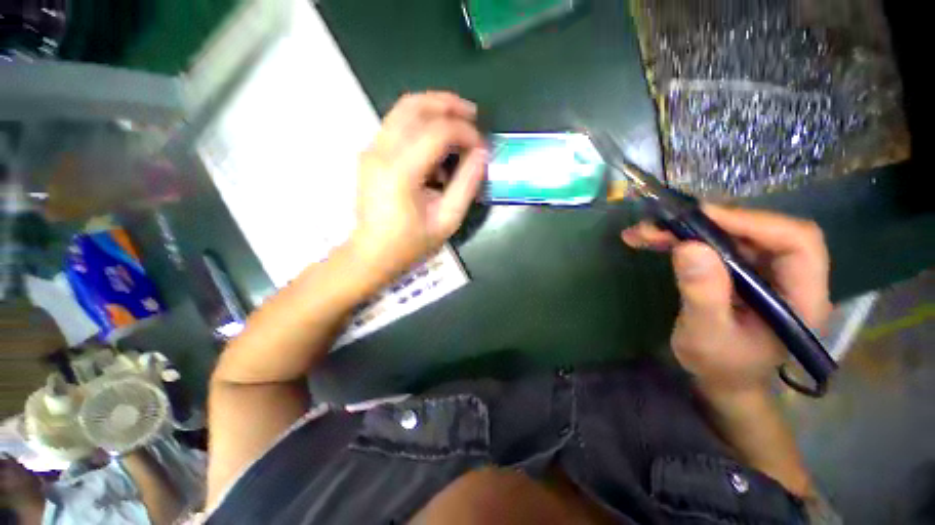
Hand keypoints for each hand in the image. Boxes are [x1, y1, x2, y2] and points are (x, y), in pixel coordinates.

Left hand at [349, 92, 487, 278]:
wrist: (372, 253)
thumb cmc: (411, 243)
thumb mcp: (447, 220)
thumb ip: (467, 184)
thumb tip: (482, 153)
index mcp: (400, 171)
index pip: (437, 131)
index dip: (465, 132)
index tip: (481, 145)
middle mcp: (381, 152)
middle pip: (415, 105)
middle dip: (448, 105)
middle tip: (472, 115)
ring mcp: (372, 150)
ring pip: (403, 109)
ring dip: (433, 108)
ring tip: (458, 122)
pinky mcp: (371, 153)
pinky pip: (397, 123)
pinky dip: (421, 122)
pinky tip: (436, 142)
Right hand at [621, 206, 831, 394]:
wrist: (721, 378)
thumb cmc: (720, 365)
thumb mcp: (706, 335)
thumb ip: (702, 295)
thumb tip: (689, 247)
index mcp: (801, 297)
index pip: (797, 242)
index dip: (753, 222)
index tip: (701, 217)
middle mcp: (788, 275)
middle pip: (757, 230)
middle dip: (706, 223)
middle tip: (659, 225)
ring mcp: (763, 271)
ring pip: (730, 233)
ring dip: (685, 229)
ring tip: (645, 232)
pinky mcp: (739, 270)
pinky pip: (712, 244)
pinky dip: (680, 238)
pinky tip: (651, 240)